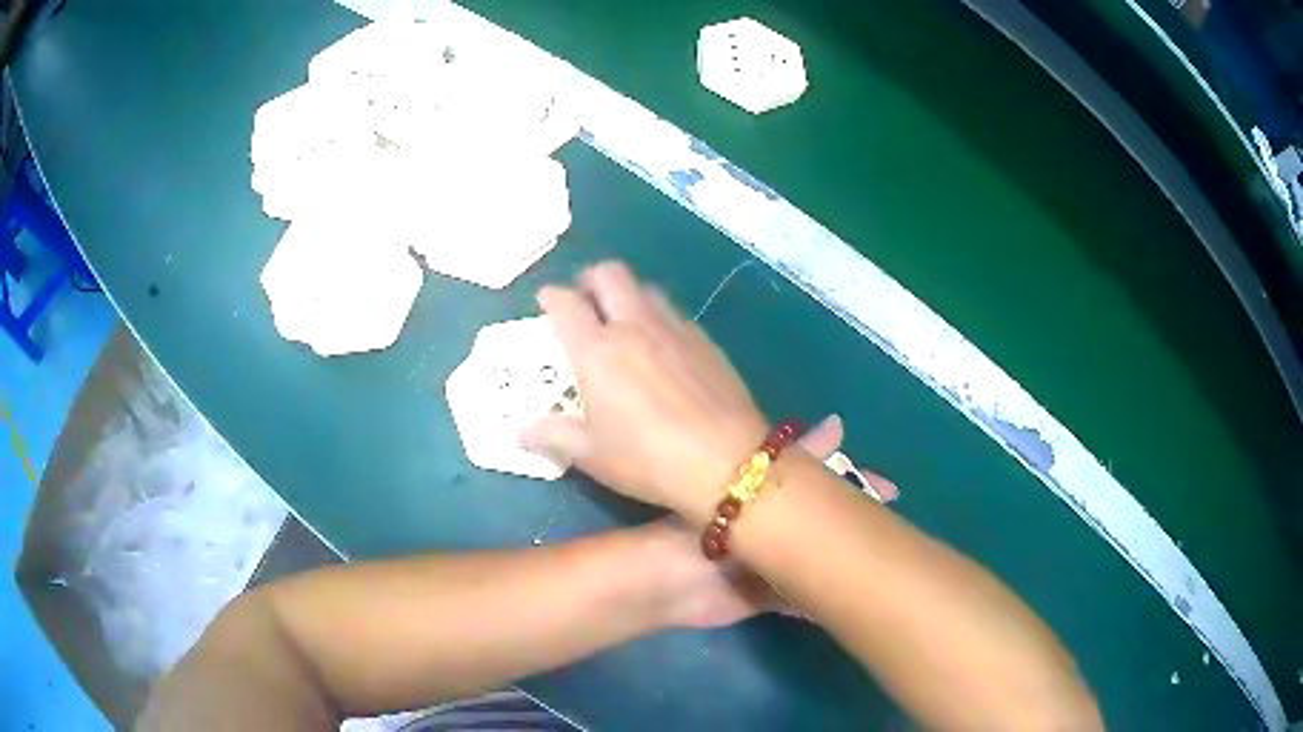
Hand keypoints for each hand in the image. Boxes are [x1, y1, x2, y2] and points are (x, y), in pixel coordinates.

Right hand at [521, 262, 772, 522]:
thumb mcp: (591, 454)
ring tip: (623, 320)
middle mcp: (634, 325)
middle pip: (609, 274)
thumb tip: (520, 432)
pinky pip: (675, 314)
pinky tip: (663, 347)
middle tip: (584, 300)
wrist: (726, 460)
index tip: (546, 302)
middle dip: (590, 279)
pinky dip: (659, 318)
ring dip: (628, 295)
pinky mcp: (705, 341)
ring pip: (646, 289)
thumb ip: (553, 435)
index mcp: (597, 349)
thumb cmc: (647, 458)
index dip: (551, 296)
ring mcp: (674, 329)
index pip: (565, 303)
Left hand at [643, 415, 898, 627]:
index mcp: (768, 499)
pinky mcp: (767, 598)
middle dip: (857, 526)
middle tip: (895, 531)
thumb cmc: (707, 526)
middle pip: (824, 526)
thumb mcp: (754, 485)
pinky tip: (852, 598)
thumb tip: (840, 423)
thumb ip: (797, 459)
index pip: (823, 487)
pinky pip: (802, 599)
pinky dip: (823, 598)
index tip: (892, 490)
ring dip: (843, 562)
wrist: (669, 581)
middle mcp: (774, 531)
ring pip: (818, 562)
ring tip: (884, 564)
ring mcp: (773, 566)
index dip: (857, 487)